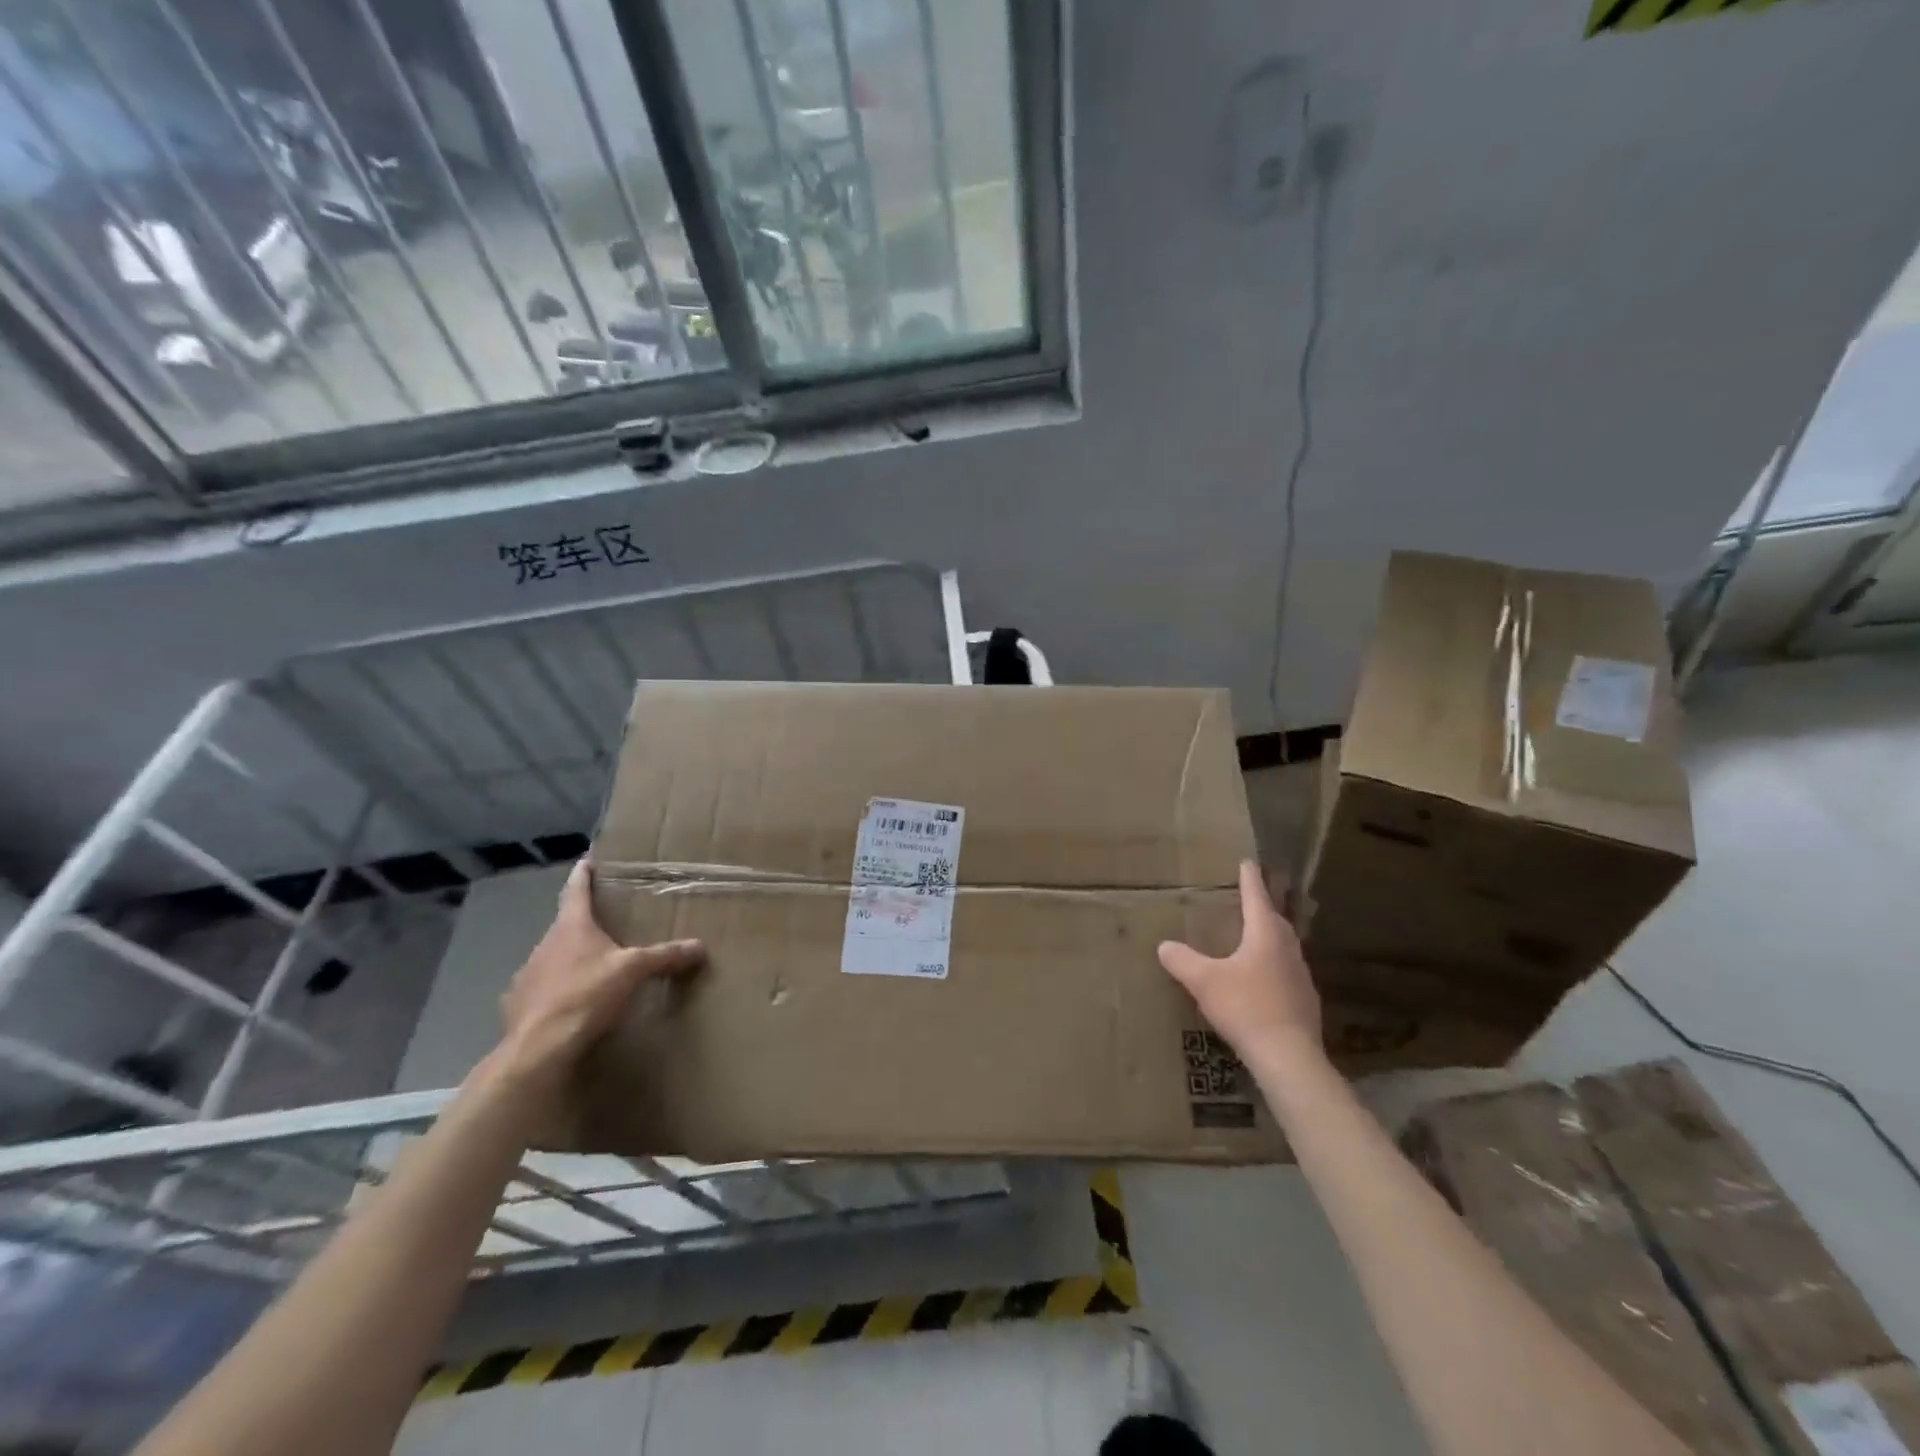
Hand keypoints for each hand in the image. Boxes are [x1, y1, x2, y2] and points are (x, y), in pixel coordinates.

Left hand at [492, 861, 704, 1085]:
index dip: (583, 875)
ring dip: (570, 958)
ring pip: (552, 957)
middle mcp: (545, 944)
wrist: (538, 1049)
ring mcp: (527, 975)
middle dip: (583, 923)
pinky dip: (556, 989)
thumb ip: (665, 956)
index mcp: (571, 927)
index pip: (576, 891)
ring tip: (592, 966)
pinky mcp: (517, 1005)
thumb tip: (701, 946)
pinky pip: (541, 989)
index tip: (586, 861)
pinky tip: (570, 1003)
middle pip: (565, 925)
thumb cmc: (586, 995)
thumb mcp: (634, 971)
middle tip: (604, 922)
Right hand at [1157, 860, 1321, 1065]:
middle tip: (1252, 896)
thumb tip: (1164, 945)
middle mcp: (1287, 949)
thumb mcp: (1204, 982)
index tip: (1248, 862)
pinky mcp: (1305, 1000)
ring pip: (1284, 945)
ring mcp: (1301, 975)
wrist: (1288, 1057)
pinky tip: (1264, 978)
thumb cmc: (1245, 1007)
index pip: (1256, 897)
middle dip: (1263, 905)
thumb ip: (1182, 961)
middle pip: (1276, 919)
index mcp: (1265, 935)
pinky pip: (1287, 970)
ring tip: (1256, 934)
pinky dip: (1274, 964)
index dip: (1249, 879)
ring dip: (1270, 935)